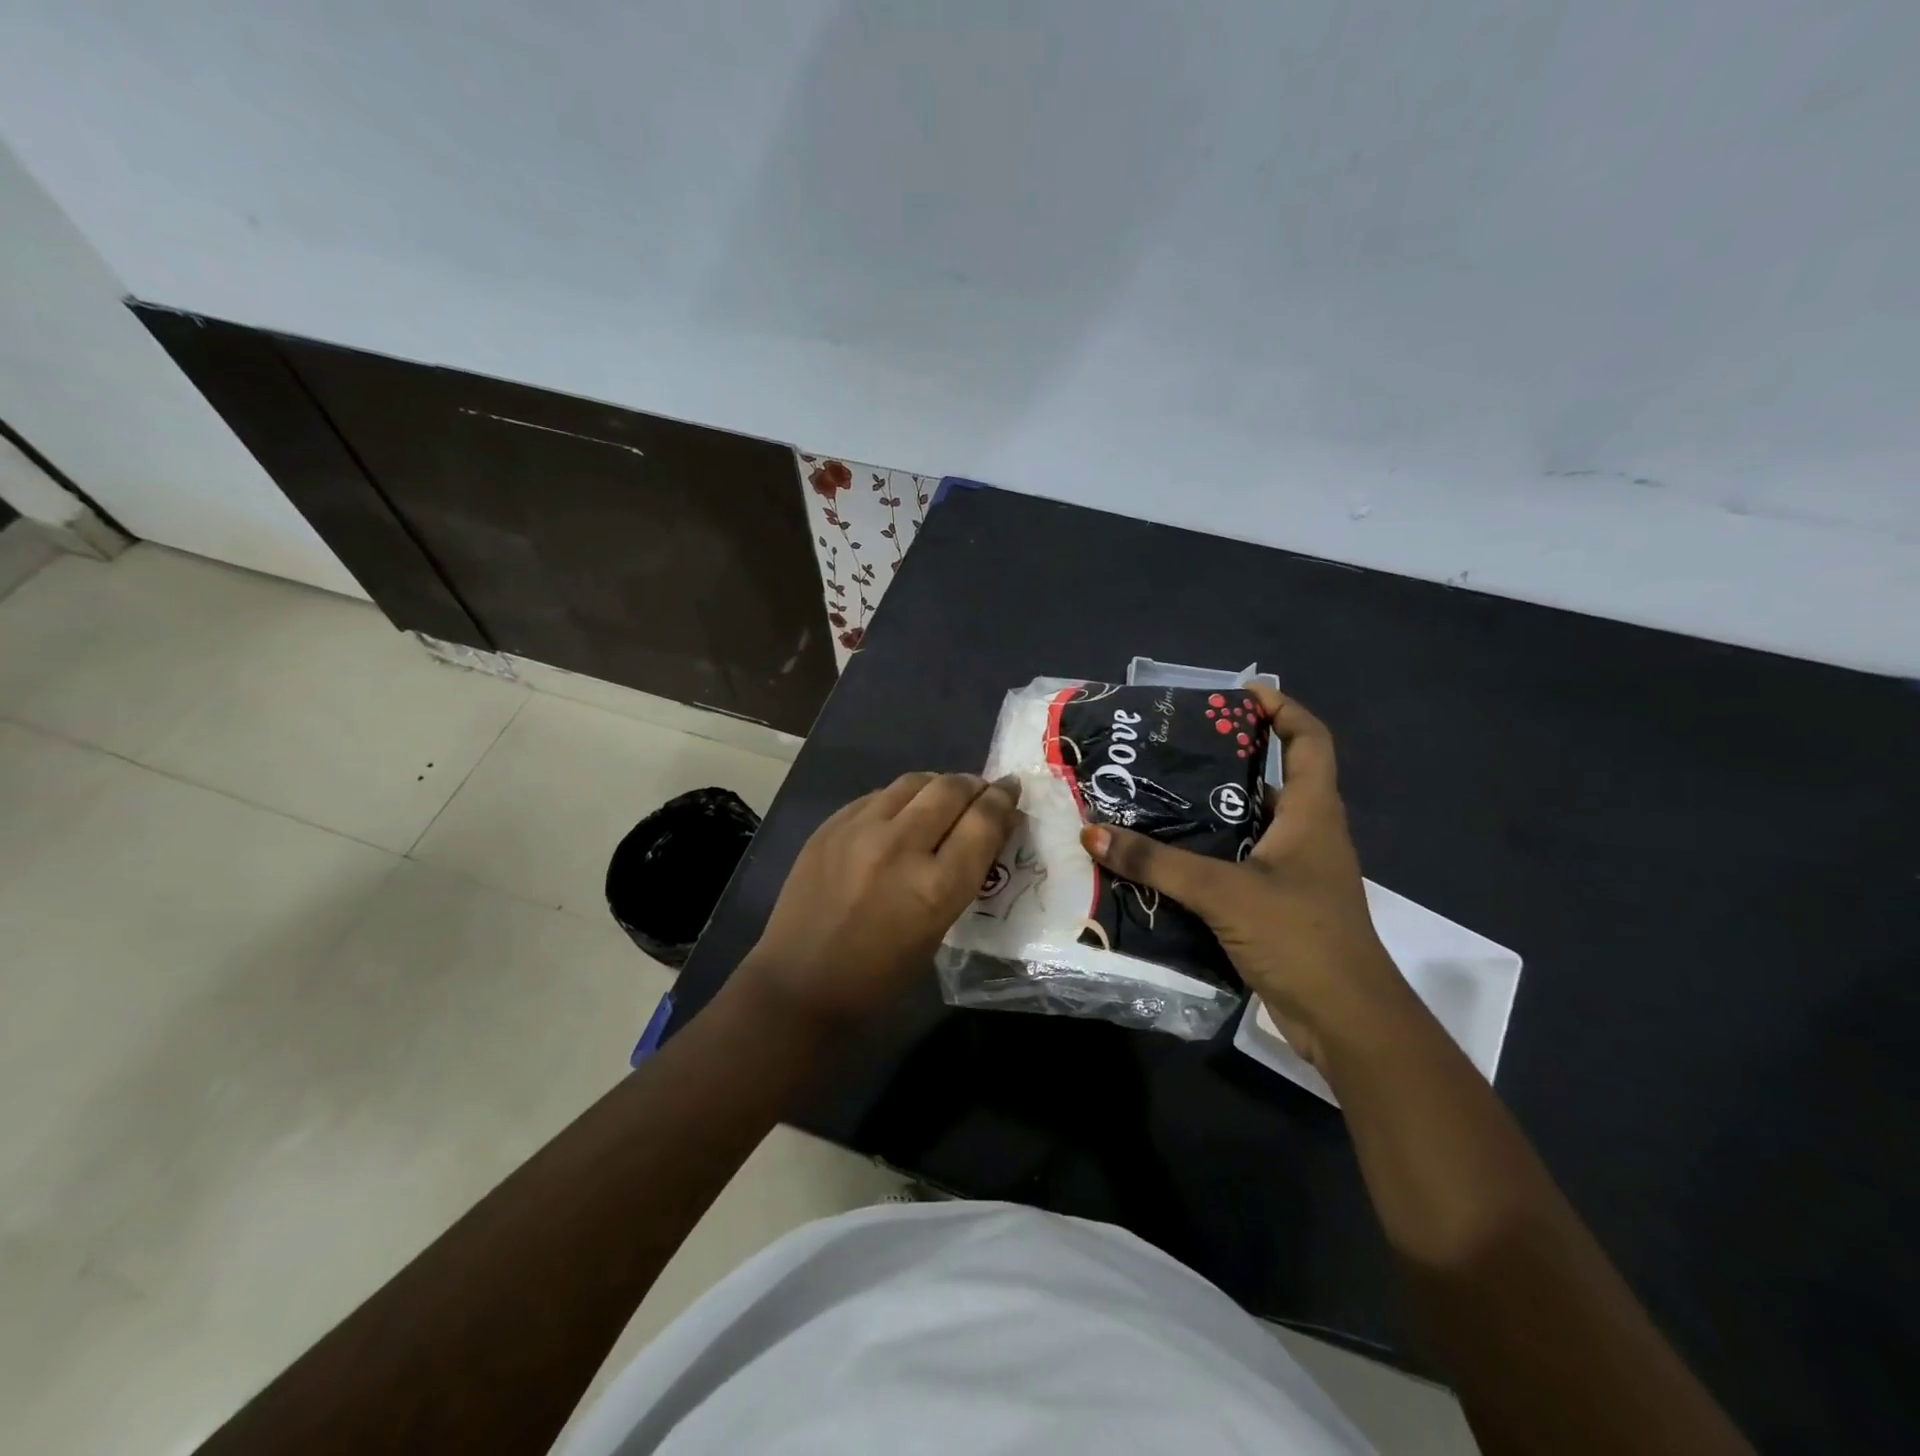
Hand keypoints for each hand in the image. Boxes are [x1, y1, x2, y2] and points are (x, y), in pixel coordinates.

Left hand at [737, 772, 1021, 1032]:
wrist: (801, 982)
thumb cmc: (880, 974)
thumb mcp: (938, 929)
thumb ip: (964, 874)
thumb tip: (987, 830)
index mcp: (935, 886)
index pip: (983, 822)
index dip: (1003, 801)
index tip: (1011, 791)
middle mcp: (900, 847)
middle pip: (951, 790)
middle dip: (975, 785)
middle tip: (983, 789)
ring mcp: (860, 830)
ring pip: (914, 782)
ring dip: (938, 785)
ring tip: (945, 795)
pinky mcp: (831, 825)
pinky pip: (878, 795)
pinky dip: (901, 798)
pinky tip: (902, 811)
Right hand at [1080, 686, 1411, 1068]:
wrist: (1347, 1022)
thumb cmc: (1300, 936)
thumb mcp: (1223, 892)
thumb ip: (1157, 863)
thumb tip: (1093, 833)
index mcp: (1313, 813)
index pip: (1310, 740)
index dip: (1282, 709)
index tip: (1239, 695)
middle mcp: (1309, 834)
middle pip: (1274, 779)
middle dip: (1228, 759)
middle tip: (1172, 749)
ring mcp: (1296, 873)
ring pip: (1251, 825)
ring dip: (1211, 811)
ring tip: (1155, 799)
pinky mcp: (1279, 905)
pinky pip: (1239, 863)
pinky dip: (1207, 855)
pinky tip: (1165, 860)